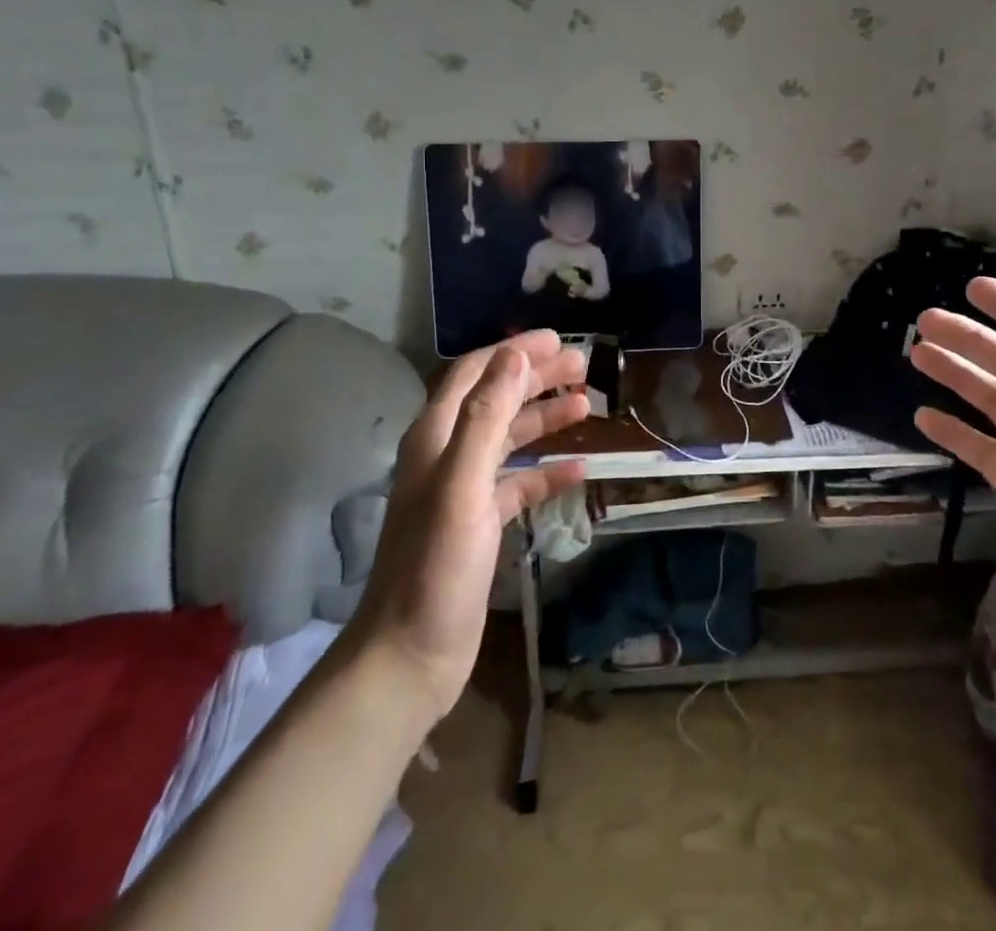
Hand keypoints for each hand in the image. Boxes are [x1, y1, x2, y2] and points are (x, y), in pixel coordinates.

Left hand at [343, 333, 589, 722]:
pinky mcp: (479, 524)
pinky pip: (518, 484)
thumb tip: (514, 355)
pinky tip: (578, 468)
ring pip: (509, 439)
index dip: (514, 352)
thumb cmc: (436, 566)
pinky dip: (546, 471)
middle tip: (583, 366)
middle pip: (496, 400)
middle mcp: (447, 456)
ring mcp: (463, 491)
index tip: (558, 339)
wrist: (410, 656)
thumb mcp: (463, 484)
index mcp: (435, 438)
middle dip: (536, 378)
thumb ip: (487, 416)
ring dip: (544, 418)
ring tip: (586, 404)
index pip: (475, 374)